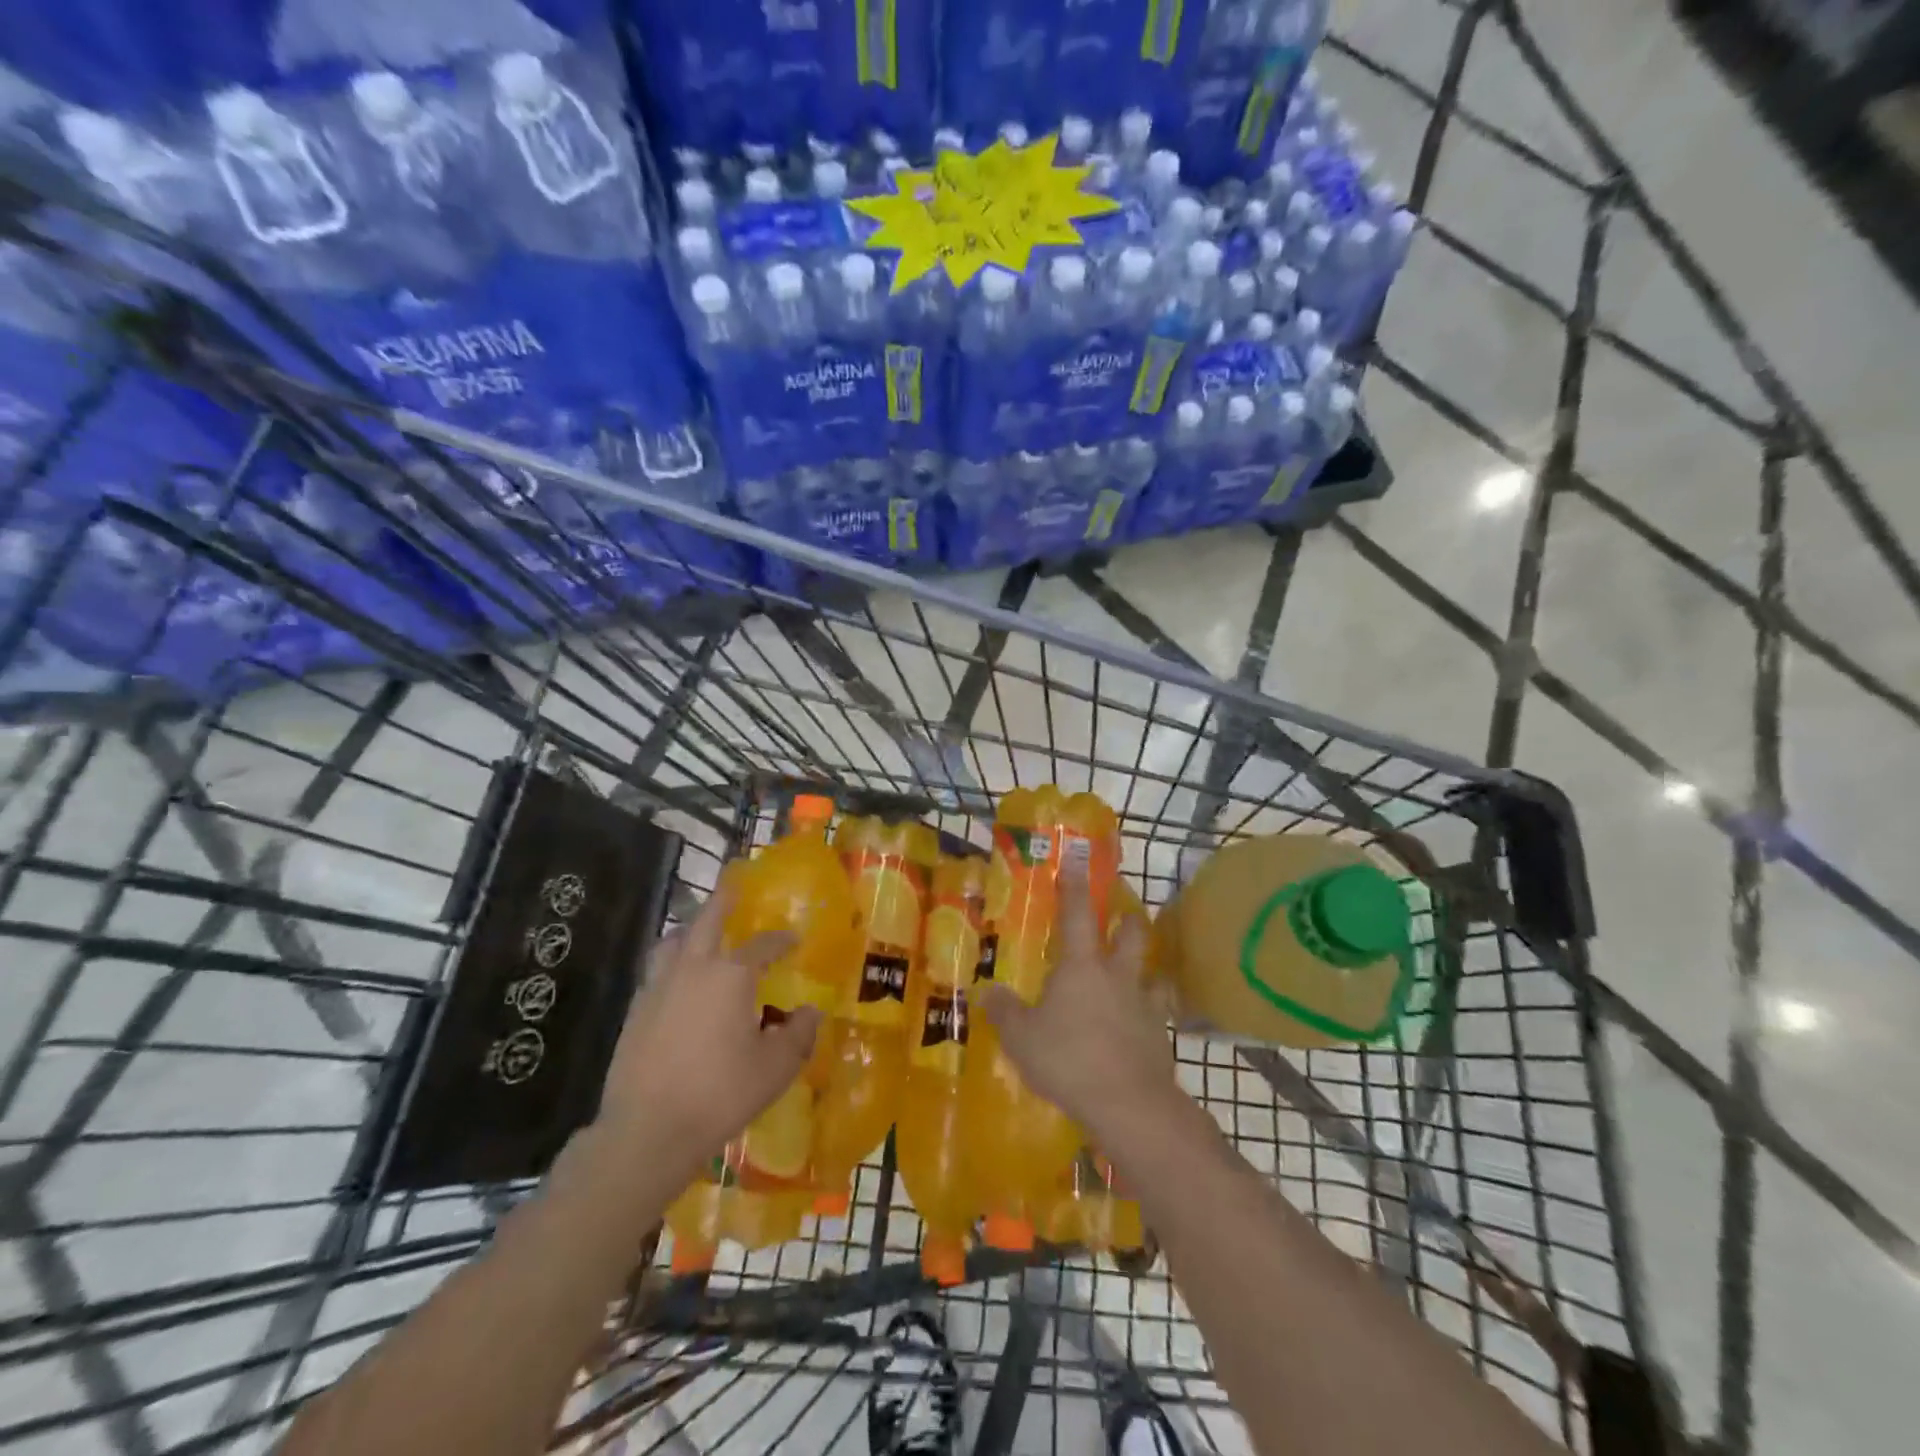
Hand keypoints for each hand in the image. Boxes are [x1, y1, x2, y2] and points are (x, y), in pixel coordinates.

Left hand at [595, 875, 820, 1176]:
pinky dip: (671, 961)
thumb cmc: (720, 1093)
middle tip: (732, 882)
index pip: (763, 945)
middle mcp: (694, 968)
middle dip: (723, 899)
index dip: (781, 940)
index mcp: (732, 975)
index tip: (793, 940)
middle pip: (708, 920)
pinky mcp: (636, 1010)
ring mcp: (659, 987)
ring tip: (699, 931)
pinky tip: (678, 981)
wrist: (648, 1129)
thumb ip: (799, 1034)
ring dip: (690, 929)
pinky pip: (657, 970)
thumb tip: (810, 1012)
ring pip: (673, 941)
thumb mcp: (776, 1067)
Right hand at [976, 855, 1180, 1146]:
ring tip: (1135, 973)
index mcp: (1082, 965)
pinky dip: (1149, 1012)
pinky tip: (1140, 1025)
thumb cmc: (1068, 1058)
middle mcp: (1117, 975)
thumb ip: (1004, 1012)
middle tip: (1121, 916)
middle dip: (1127, 919)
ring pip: (1150, 971)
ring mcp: (1144, 1005)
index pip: (1077, 914)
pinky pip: (1157, 1013)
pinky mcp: (1160, 1036)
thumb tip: (989, 993)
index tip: (1076, 861)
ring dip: (1143, 967)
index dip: (1074, 886)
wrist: (1129, 1103)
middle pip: (1131, 933)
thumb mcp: (1021, 1037)